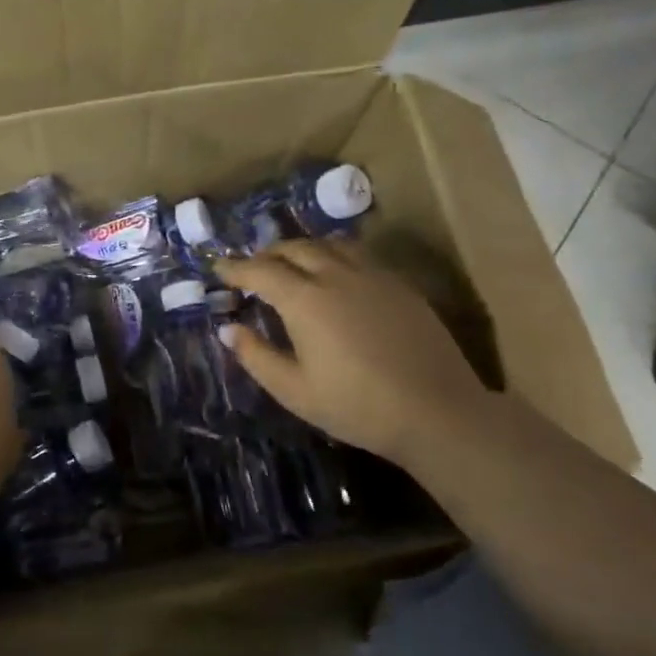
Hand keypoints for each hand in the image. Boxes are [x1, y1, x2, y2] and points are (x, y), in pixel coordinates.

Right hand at [215, 240, 488, 464]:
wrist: (436, 411)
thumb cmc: (356, 406)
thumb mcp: (294, 390)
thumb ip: (256, 356)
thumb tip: (228, 329)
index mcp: (304, 300)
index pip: (260, 270)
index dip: (235, 267)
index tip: (219, 269)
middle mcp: (336, 275)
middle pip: (294, 248)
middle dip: (267, 253)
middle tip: (253, 267)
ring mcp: (373, 275)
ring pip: (330, 244)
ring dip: (303, 248)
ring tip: (293, 263)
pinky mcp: (400, 285)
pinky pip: (359, 254)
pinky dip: (335, 255)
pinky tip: (337, 275)